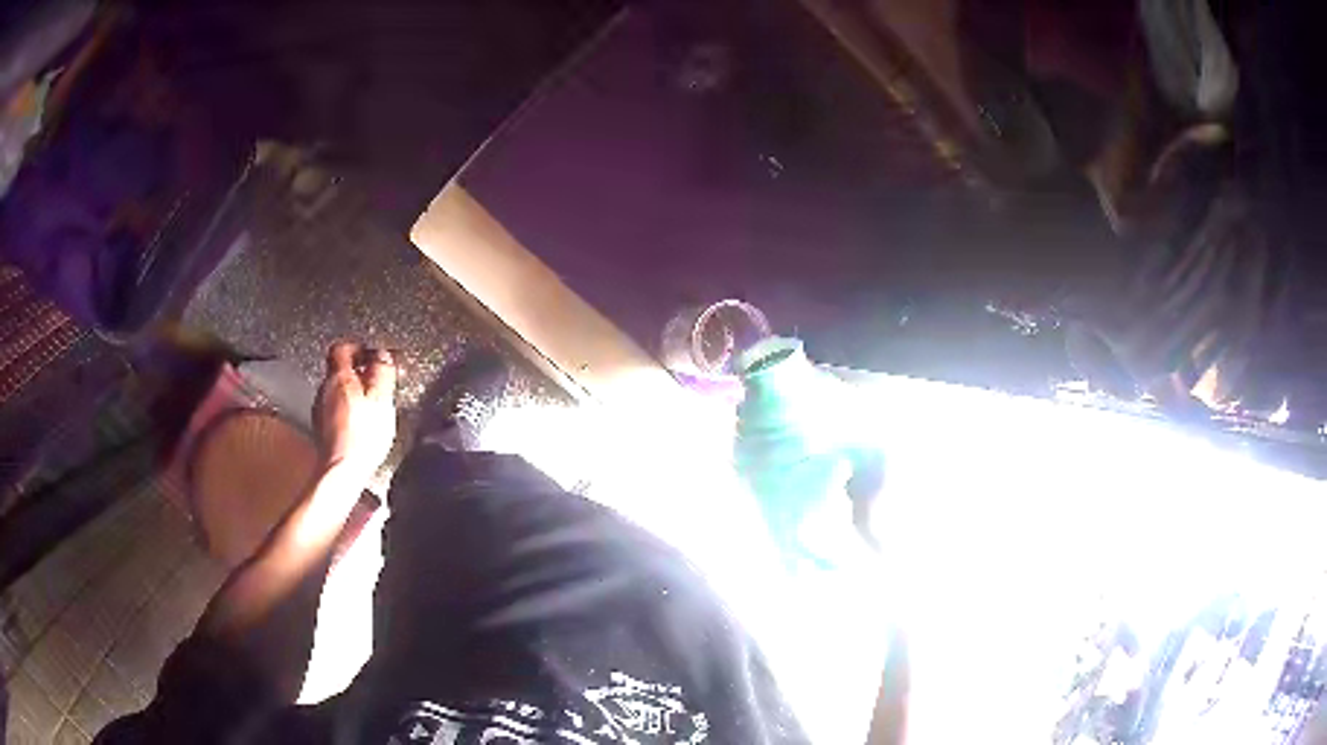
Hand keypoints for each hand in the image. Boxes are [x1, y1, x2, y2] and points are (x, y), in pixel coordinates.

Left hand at [315, 342, 397, 477]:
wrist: (343, 471)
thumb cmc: (361, 437)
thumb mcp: (382, 398)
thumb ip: (383, 371)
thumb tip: (383, 355)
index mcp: (339, 377)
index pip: (342, 347)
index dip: (359, 348)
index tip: (372, 355)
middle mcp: (324, 390)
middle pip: (339, 370)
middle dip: (358, 373)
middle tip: (377, 382)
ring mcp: (320, 411)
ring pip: (337, 392)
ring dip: (353, 394)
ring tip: (371, 407)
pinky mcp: (322, 430)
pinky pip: (335, 412)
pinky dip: (348, 413)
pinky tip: (361, 426)